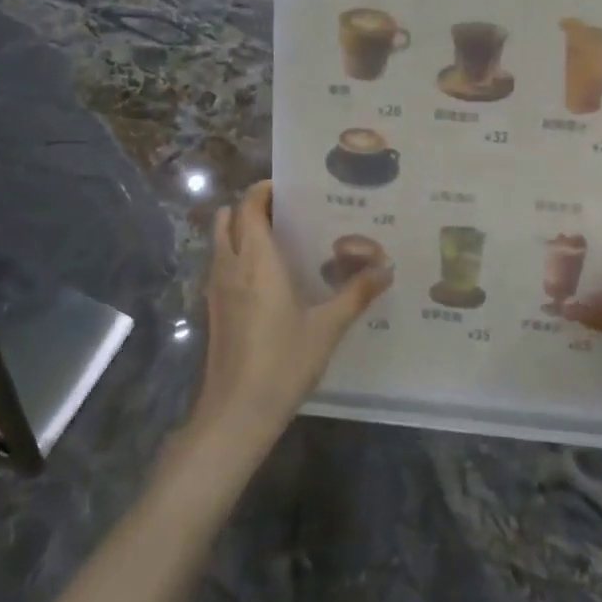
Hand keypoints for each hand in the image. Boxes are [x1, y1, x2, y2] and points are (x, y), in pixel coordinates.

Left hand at [196, 180, 390, 448]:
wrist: (236, 413)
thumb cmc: (283, 361)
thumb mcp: (328, 327)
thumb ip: (357, 293)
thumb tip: (387, 267)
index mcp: (257, 260)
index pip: (250, 206)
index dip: (265, 190)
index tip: (293, 188)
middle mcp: (231, 265)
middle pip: (229, 217)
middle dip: (252, 207)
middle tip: (290, 212)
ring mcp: (217, 288)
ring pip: (220, 241)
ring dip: (242, 230)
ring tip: (282, 239)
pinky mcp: (214, 309)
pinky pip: (221, 265)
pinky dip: (238, 255)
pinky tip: (270, 277)